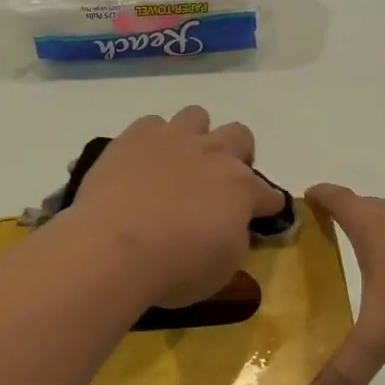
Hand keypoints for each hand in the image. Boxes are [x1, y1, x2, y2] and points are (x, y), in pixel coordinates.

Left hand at [66, 106, 285, 309]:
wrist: (114, 248)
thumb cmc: (175, 268)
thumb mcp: (222, 268)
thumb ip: (235, 238)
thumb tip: (232, 226)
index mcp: (241, 188)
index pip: (269, 193)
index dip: (268, 205)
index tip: (262, 215)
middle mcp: (214, 153)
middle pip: (240, 136)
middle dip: (237, 154)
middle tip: (219, 181)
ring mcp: (174, 139)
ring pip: (197, 116)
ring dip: (195, 136)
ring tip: (179, 162)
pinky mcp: (135, 136)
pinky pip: (152, 124)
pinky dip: (152, 141)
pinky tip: (142, 163)